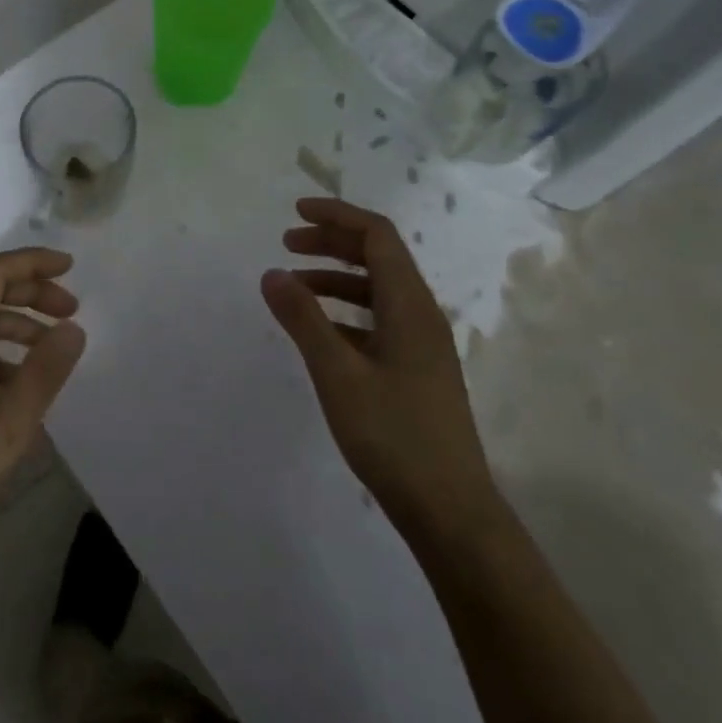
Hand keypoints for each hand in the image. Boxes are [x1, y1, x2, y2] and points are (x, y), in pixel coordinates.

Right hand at [261, 197, 500, 542]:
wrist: (449, 510)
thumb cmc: (393, 435)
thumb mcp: (337, 373)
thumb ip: (303, 319)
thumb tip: (271, 273)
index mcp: (410, 306)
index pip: (378, 236)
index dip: (338, 215)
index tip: (296, 212)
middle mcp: (421, 316)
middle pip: (379, 258)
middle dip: (333, 242)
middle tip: (287, 244)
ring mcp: (421, 346)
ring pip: (377, 291)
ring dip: (336, 278)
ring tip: (293, 286)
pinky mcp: (415, 371)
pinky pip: (377, 322)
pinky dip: (345, 312)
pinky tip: (318, 331)